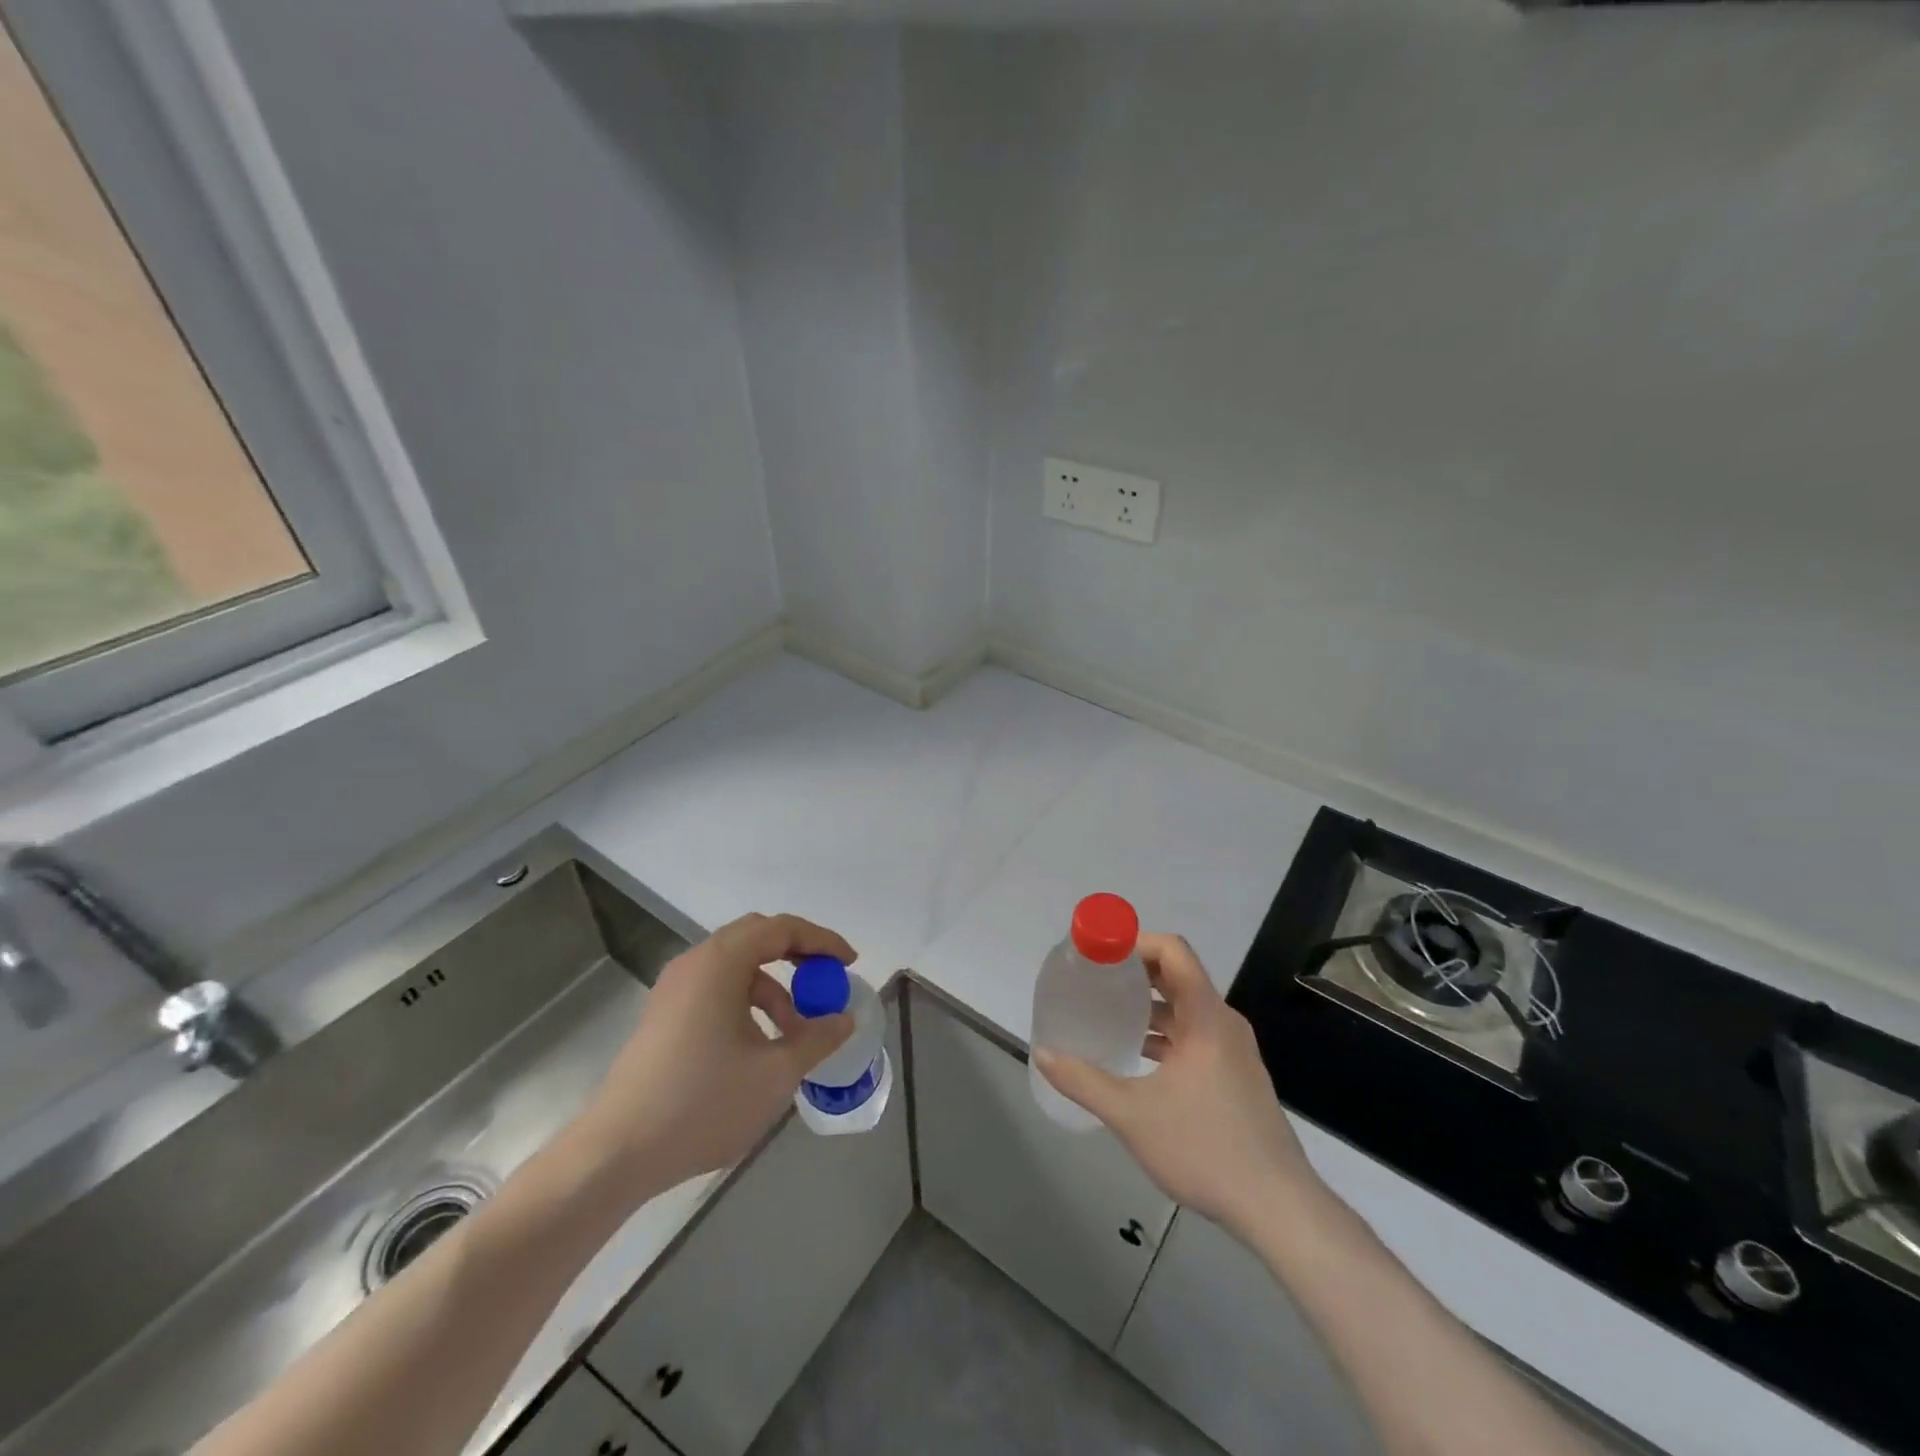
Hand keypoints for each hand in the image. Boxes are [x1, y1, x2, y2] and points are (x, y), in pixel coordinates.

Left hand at [575, 913, 855, 1196]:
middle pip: (757, 937)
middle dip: (798, 956)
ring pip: (737, 967)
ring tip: (796, 1031)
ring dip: (774, 986)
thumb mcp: (775, 1073)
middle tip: (827, 982)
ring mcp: (675, 989)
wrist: (616, 1153)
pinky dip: (748, 1002)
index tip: (849, 964)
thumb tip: (844, 1019)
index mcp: (721, 963)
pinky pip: (717, 989)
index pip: (781, 928)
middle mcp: (695, 963)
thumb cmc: (702, 1103)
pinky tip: (760, 1045)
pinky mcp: (664, 1016)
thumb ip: (817, 1038)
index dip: (821, 941)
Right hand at [1035, 932, 1318, 1234]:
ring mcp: (1233, 1050)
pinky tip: (1137, 1057)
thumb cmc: (1205, 1149)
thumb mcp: (1132, 1115)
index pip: (1173, 951)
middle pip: (1177, 976)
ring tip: (1108, 1014)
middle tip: (1094, 979)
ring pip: (1186, 1009)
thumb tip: (1042, 1054)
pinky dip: (1164, 1033)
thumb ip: (1083, 1081)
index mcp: (1206, 1017)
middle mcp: (1223, 1023)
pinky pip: (1195, 1035)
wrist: (1278, 1208)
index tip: (1099, 951)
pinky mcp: (1236, 1075)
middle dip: (1135, 972)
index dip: (1135, 941)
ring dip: (1148, 1005)